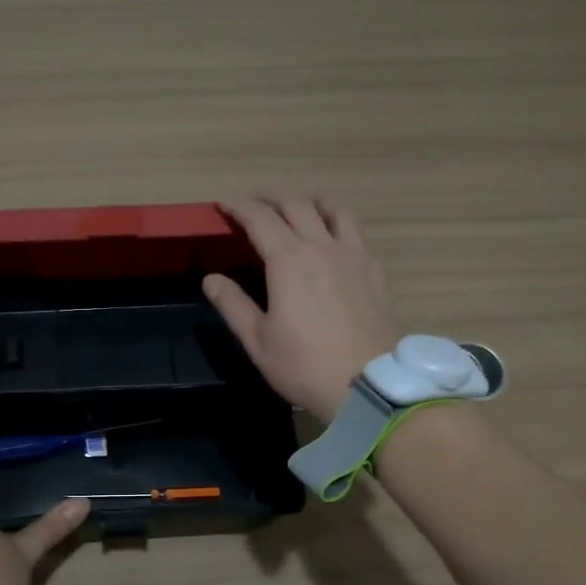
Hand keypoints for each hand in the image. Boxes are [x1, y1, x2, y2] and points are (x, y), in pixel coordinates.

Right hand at [204, 197, 399, 424]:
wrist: (367, 385)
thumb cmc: (304, 365)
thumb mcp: (257, 340)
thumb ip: (232, 304)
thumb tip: (211, 278)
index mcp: (288, 261)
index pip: (260, 218)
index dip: (239, 207)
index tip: (224, 206)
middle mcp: (322, 248)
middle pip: (296, 206)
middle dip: (271, 199)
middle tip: (255, 206)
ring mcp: (354, 257)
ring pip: (335, 211)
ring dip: (312, 202)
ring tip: (301, 207)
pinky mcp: (375, 272)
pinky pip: (357, 235)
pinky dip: (340, 227)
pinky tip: (335, 243)